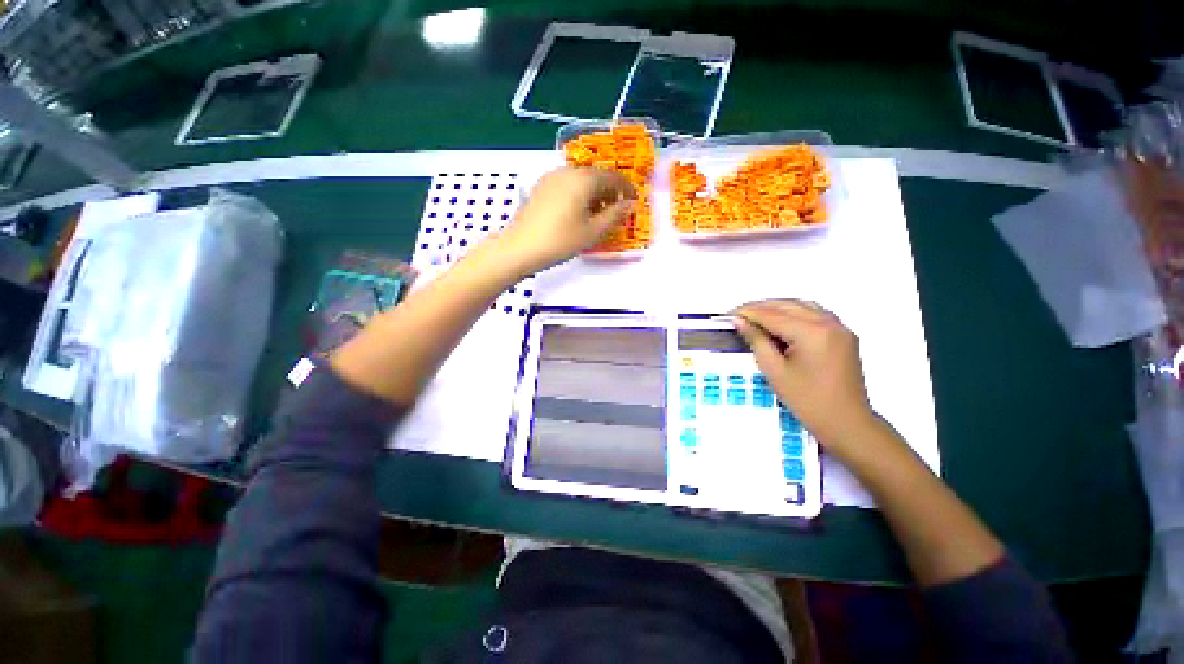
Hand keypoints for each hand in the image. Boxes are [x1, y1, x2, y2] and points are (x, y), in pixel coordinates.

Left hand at [498, 166, 635, 272]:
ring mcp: (551, 177)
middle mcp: (568, 171)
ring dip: (594, 193)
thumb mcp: (593, 231)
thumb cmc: (561, 241)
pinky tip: (578, 212)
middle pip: (596, 176)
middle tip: (617, 211)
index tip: (635, 202)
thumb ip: (615, 215)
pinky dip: (579, 194)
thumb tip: (631, 205)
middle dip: (610, 192)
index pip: (613, 177)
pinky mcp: (541, 187)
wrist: (521, 248)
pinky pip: (567, 185)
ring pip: (581, 180)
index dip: (627, 189)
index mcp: (584, 179)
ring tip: (598, 215)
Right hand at [733, 299, 877, 453]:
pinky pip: (815, 314)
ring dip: (777, 307)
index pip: (772, 314)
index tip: (728, 314)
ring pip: (802, 306)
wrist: (847, 423)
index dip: (748, 312)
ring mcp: (840, 327)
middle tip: (738, 315)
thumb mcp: (774, 371)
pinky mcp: (843, 335)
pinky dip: (794, 313)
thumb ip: (756, 340)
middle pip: (787, 305)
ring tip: (755, 317)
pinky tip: (780, 322)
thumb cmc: (807, 401)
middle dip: (760, 307)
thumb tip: (740, 321)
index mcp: (812, 332)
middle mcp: (829, 323)